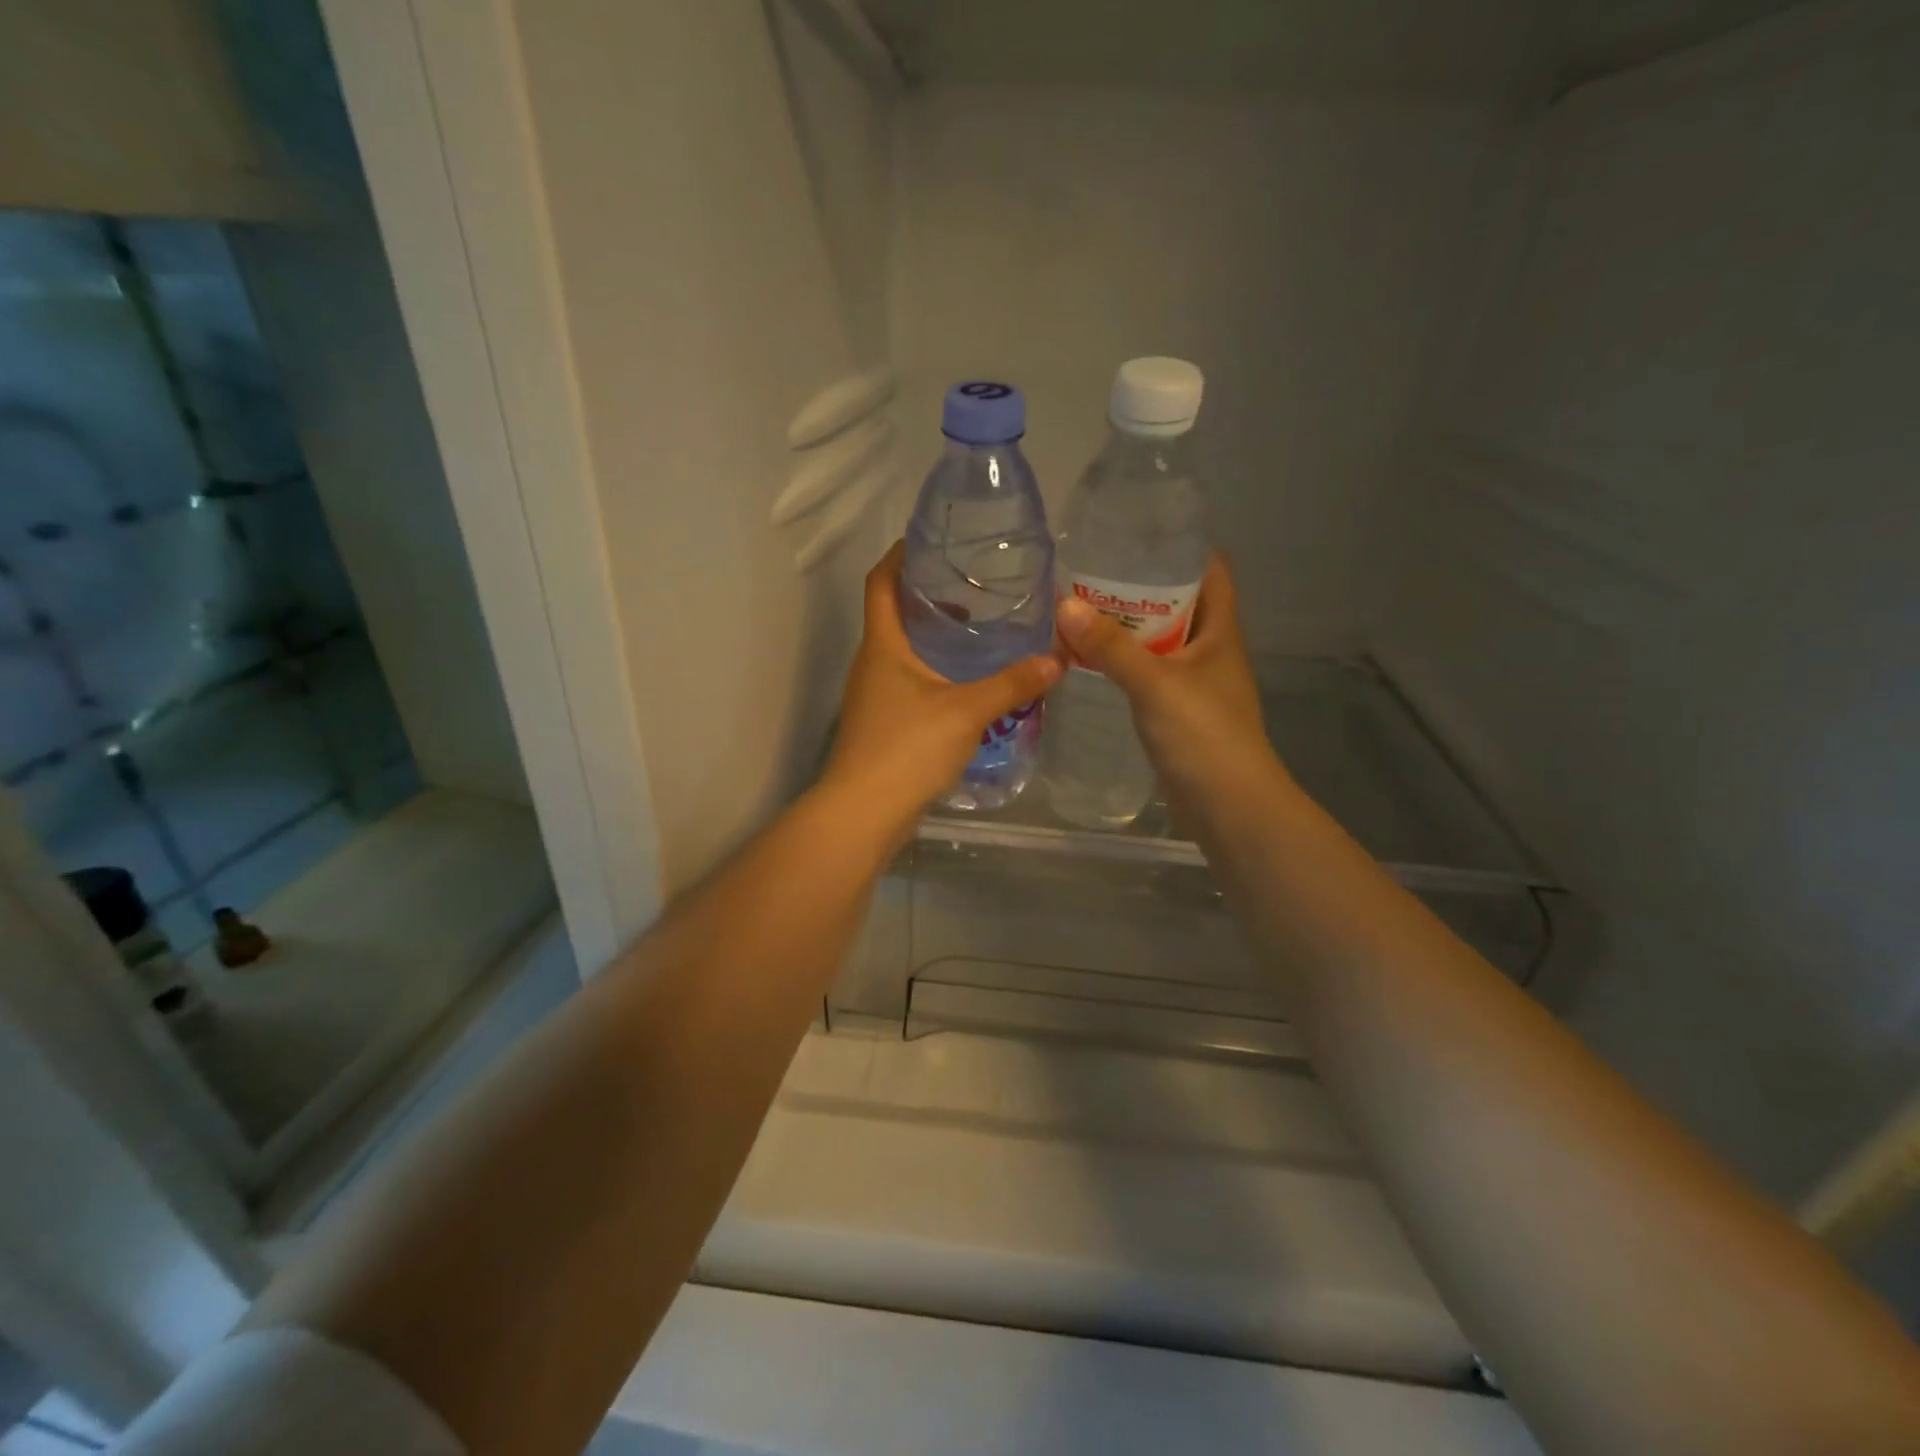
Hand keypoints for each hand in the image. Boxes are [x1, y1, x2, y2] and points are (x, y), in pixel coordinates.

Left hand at [821, 542, 1061, 844]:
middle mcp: (872, 664)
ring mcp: (873, 696)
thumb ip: (1011, 684)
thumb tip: (1056, 660)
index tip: (928, 539)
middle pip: (892, 614)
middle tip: (971, 585)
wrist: (864, 812)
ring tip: (976, 630)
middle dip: (926, 595)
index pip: (880, 582)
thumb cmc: (907, 748)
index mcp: (883, 646)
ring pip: (902, 651)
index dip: (899, 555)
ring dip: (932, 637)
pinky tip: (966, 684)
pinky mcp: (882, 724)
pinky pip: (908, 682)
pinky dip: (934, 671)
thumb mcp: (966, 711)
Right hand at [1055, 557, 1280, 817]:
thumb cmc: (1203, 735)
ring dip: (1129, 631)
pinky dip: (1126, 667)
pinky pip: (1150, 677)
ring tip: (1082, 614)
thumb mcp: (1155, 683)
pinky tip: (1093, 665)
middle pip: (1179, 606)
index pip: (1210, 572)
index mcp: (1219, 632)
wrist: (1228, 807)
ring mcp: (1196, 686)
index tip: (1138, 535)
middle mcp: (1211, 652)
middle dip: (1141, 589)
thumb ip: (1111, 646)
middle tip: (1091, 575)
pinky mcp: (1179, 715)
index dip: (1182, 549)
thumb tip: (1064, 604)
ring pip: (1161, 644)